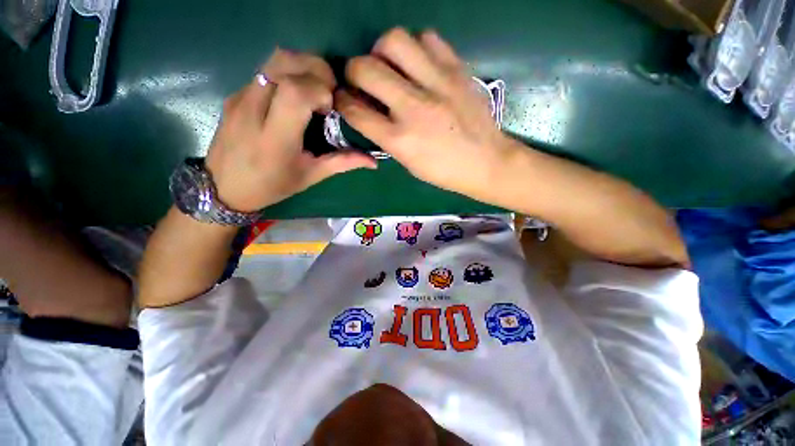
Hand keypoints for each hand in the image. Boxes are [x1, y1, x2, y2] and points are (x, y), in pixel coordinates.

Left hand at [205, 49, 376, 211]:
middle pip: (285, 63)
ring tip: (314, 90)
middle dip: (316, 70)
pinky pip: (266, 70)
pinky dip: (288, 73)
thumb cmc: (272, 186)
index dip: (320, 90)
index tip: (330, 108)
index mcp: (275, 138)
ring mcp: (240, 97)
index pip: (296, 92)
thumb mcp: (310, 176)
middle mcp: (253, 110)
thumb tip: (373, 162)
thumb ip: (342, 163)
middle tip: (328, 92)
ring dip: (303, 66)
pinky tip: (294, 96)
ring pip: (274, 59)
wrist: (223, 187)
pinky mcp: (235, 94)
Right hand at [336, 28, 517, 199]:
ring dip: (383, 51)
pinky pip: (428, 38)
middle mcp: (414, 108)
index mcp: (399, 140)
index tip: (344, 98)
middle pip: (365, 68)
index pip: (354, 110)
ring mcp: (437, 84)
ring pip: (394, 41)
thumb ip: (384, 135)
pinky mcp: (457, 70)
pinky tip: (419, 63)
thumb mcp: (408, 163)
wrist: (486, 162)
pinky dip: (416, 46)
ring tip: (391, 66)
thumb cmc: (444, 171)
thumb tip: (366, 109)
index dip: (342, 100)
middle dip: (353, 70)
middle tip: (363, 78)